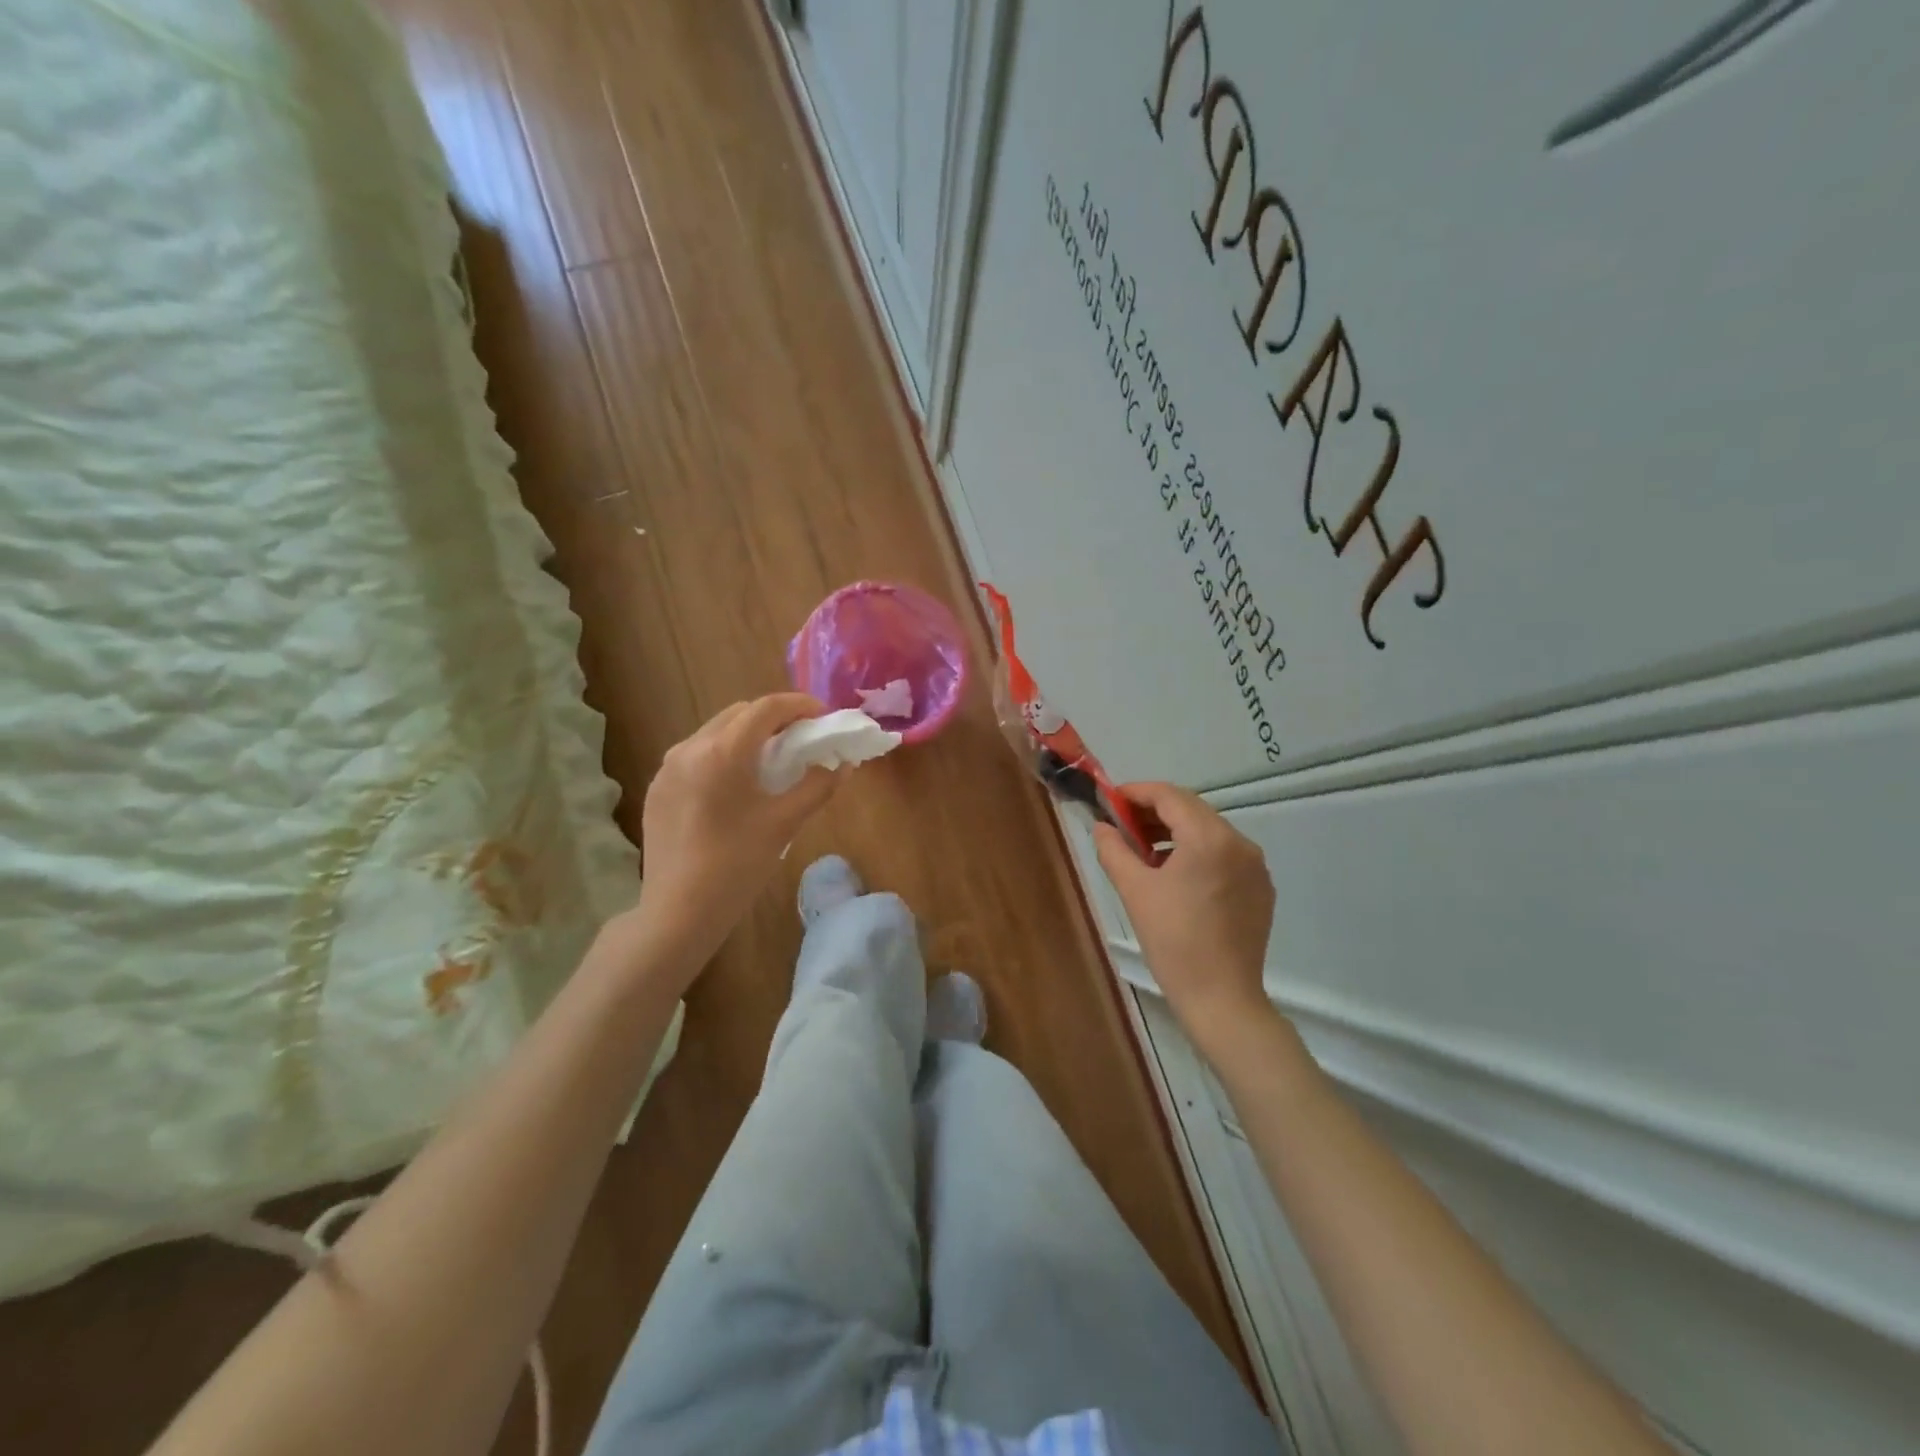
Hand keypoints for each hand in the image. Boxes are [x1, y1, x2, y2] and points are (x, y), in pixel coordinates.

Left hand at [634, 694, 839, 974]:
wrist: (677, 912)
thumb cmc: (736, 866)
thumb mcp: (784, 824)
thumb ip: (818, 787)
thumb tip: (844, 765)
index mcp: (722, 752)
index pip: (766, 708)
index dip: (799, 705)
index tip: (823, 717)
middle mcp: (689, 748)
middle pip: (739, 714)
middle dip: (774, 718)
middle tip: (802, 738)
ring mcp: (667, 768)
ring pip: (715, 732)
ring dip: (747, 735)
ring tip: (771, 760)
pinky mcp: (658, 788)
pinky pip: (696, 755)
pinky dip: (723, 755)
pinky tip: (737, 785)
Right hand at [1093, 782, 1276, 1052]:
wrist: (1221, 998)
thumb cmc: (1172, 941)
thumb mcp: (1134, 890)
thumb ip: (1114, 849)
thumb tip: (1102, 826)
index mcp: (1209, 838)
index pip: (1170, 796)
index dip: (1136, 792)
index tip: (1110, 800)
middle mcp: (1239, 842)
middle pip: (1191, 809)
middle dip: (1154, 812)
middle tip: (1122, 825)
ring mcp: (1255, 865)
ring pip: (1208, 831)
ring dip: (1174, 832)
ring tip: (1143, 852)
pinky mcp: (1260, 887)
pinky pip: (1224, 854)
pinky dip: (1196, 853)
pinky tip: (1174, 876)